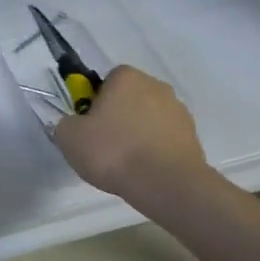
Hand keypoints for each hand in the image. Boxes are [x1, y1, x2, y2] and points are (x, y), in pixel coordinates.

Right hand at [50, 65, 205, 199]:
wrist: (166, 183)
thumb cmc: (113, 152)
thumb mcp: (69, 137)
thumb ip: (66, 123)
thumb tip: (75, 124)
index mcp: (126, 77)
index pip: (106, 80)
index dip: (95, 102)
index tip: (89, 125)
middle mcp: (156, 85)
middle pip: (129, 98)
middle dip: (118, 116)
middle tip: (104, 144)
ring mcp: (178, 110)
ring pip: (148, 118)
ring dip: (138, 133)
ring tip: (126, 163)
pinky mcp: (192, 135)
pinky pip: (164, 138)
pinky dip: (155, 149)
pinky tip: (145, 170)